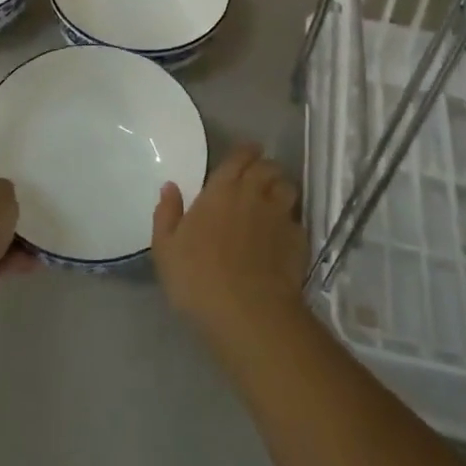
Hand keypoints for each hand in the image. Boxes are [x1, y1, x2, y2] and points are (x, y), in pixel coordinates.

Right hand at [152, 144, 307, 348]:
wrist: (248, 313)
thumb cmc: (198, 277)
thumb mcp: (166, 248)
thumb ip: (167, 213)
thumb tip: (169, 186)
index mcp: (221, 189)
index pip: (240, 156)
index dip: (244, 152)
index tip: (244, 155)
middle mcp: (255, 194)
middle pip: (269, 166)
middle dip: (264, 167)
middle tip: (257, 178)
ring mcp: (280, 216)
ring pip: (289, 187)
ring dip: (281, 189)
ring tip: (273, 201)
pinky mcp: (299, 241)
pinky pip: (297, 220)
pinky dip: (291, 222)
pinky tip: (283, 236)